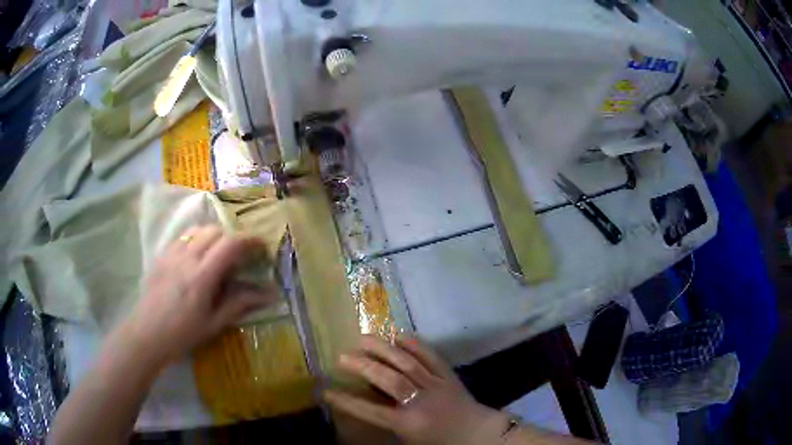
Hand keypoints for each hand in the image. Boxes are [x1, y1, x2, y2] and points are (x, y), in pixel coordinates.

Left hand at [117, 225, 277, 366]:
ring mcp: (171, 254)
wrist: (147, 333)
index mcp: (202, 276)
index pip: (230, 245)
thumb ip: (239, 304)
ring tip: (216, 253)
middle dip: (231, 237)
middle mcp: (187, 258)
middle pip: (215, 231)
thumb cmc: (183, 333)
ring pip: (197, 229)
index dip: (249, 240)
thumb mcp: (214, 323)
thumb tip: (269, 294)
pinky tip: (195, 257)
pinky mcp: (161, 255)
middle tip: (238, 255)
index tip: (260, 245)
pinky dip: (195, 239)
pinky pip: (182, 236)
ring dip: (213, 235)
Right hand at [325, 335, 507, 444]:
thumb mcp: (410, 442)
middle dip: (363, 366)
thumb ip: (388, 426)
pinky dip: (414, 344)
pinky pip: (430, 356)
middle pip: (388, 379)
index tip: (327, 391)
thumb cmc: (440, 443)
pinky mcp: (447, 376)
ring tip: (363, 338)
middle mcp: (418, 401)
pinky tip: (398, 334)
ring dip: (383, 349)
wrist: (477, 434)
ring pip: (407, 363)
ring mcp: (435, 385)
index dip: (346, 401)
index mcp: (407, 423)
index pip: (370, 411)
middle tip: (343, 356)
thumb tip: (367, 408)